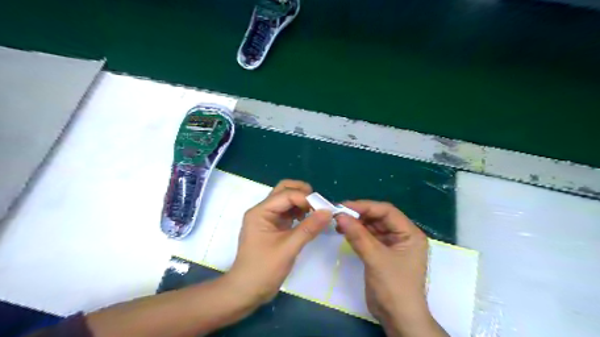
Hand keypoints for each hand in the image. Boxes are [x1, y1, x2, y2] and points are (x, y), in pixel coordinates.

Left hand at [228, 181, 331, 305]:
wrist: (247, 291)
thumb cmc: (263, 269)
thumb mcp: (288, 248)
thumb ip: (308, 228)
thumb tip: (328, 211)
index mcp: (260, 212)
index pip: (286, 195)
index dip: (305, 198)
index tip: (323, 208)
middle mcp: (263, 210)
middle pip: (284, 190)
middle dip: (302, 193)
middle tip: (319, 203)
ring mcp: (267, 218)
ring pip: (286, 200)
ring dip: (302, 202)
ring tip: (316, 213)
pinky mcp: (273, 227)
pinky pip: (288, 213)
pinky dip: (299, 212)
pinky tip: (309, 220)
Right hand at [337, 201, 443, 334]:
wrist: (397, 318)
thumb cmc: (394, 287)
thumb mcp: (376, 258)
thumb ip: (358, 235)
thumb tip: (339, 215)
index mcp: (409, 233)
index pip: (387, 211)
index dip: (365, 206)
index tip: (344, 206)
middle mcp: (402, 235)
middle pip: (378, 218)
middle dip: (359, 215)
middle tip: (338, 214)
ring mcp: (392, 245)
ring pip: (372, 227)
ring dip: (356, 224)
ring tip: (338, 222)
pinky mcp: (382, 253)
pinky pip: (368, 237)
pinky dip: (356, 234)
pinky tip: (344, 232)